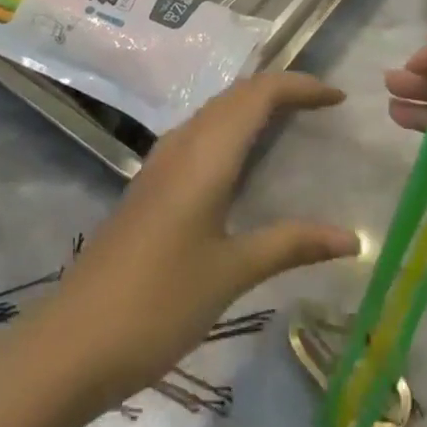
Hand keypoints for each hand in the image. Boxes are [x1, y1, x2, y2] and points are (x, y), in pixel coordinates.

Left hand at [46, 72, 360, 407]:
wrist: (75, 340)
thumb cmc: (161, 301)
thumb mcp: (232, 273)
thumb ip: (291, 244)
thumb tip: (350, 238)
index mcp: (208, 151)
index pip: (260, 93)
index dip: (300, 86)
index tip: (337, 97)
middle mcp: (185, 141)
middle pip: (238, 93)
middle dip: (281, 89)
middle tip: (321, 106)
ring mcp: (163, 158)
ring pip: (216, 109)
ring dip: (254, 104)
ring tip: (290, 121)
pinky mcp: (151, 179)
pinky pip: (201, 130)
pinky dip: (232, 125)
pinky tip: (241, 159)